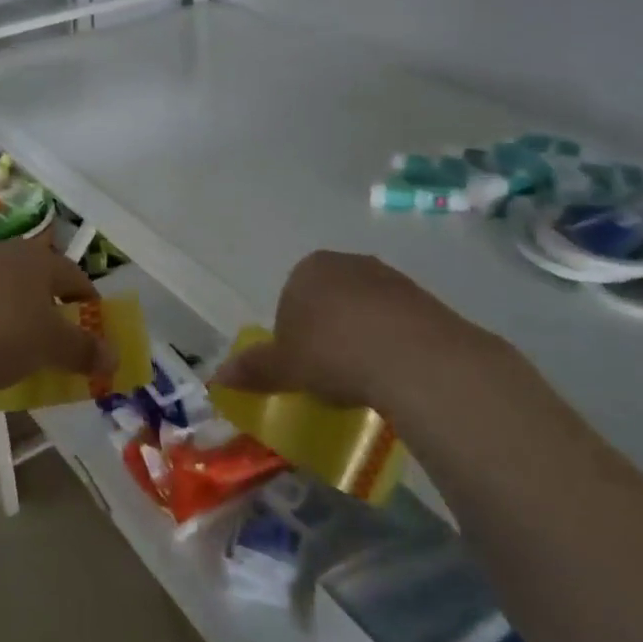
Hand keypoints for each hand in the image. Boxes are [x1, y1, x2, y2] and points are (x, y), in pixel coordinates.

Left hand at [0, 240, 115, 390]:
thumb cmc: (4, 335)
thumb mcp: (51, 347)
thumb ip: (85, 350)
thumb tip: (114, 357)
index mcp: (38, 258)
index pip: (75, 276)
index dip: (89, 303)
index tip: (94, 327)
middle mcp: (4, 253)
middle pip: (38, 279)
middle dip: (51, 306)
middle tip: (57, 336)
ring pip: (5, 288)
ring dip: (17, 311)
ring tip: (19, 342)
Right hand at [211, 250, 523, 414]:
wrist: (412, 356)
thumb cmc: (333, 353)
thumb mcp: (284, 367)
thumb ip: (253, 369)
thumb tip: (217, 377)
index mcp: (308, 269)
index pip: (290, 300)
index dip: (292, 336)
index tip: (301, 367)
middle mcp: (348, 263)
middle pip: (328, 301)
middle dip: (327, 332)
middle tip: (329, 373)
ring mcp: (390, 278)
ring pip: (364, 311)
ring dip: (360, 337)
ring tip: (363, 378)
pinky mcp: (425, 299)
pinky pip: (397, 323)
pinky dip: (391, 344)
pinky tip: (392, 372)